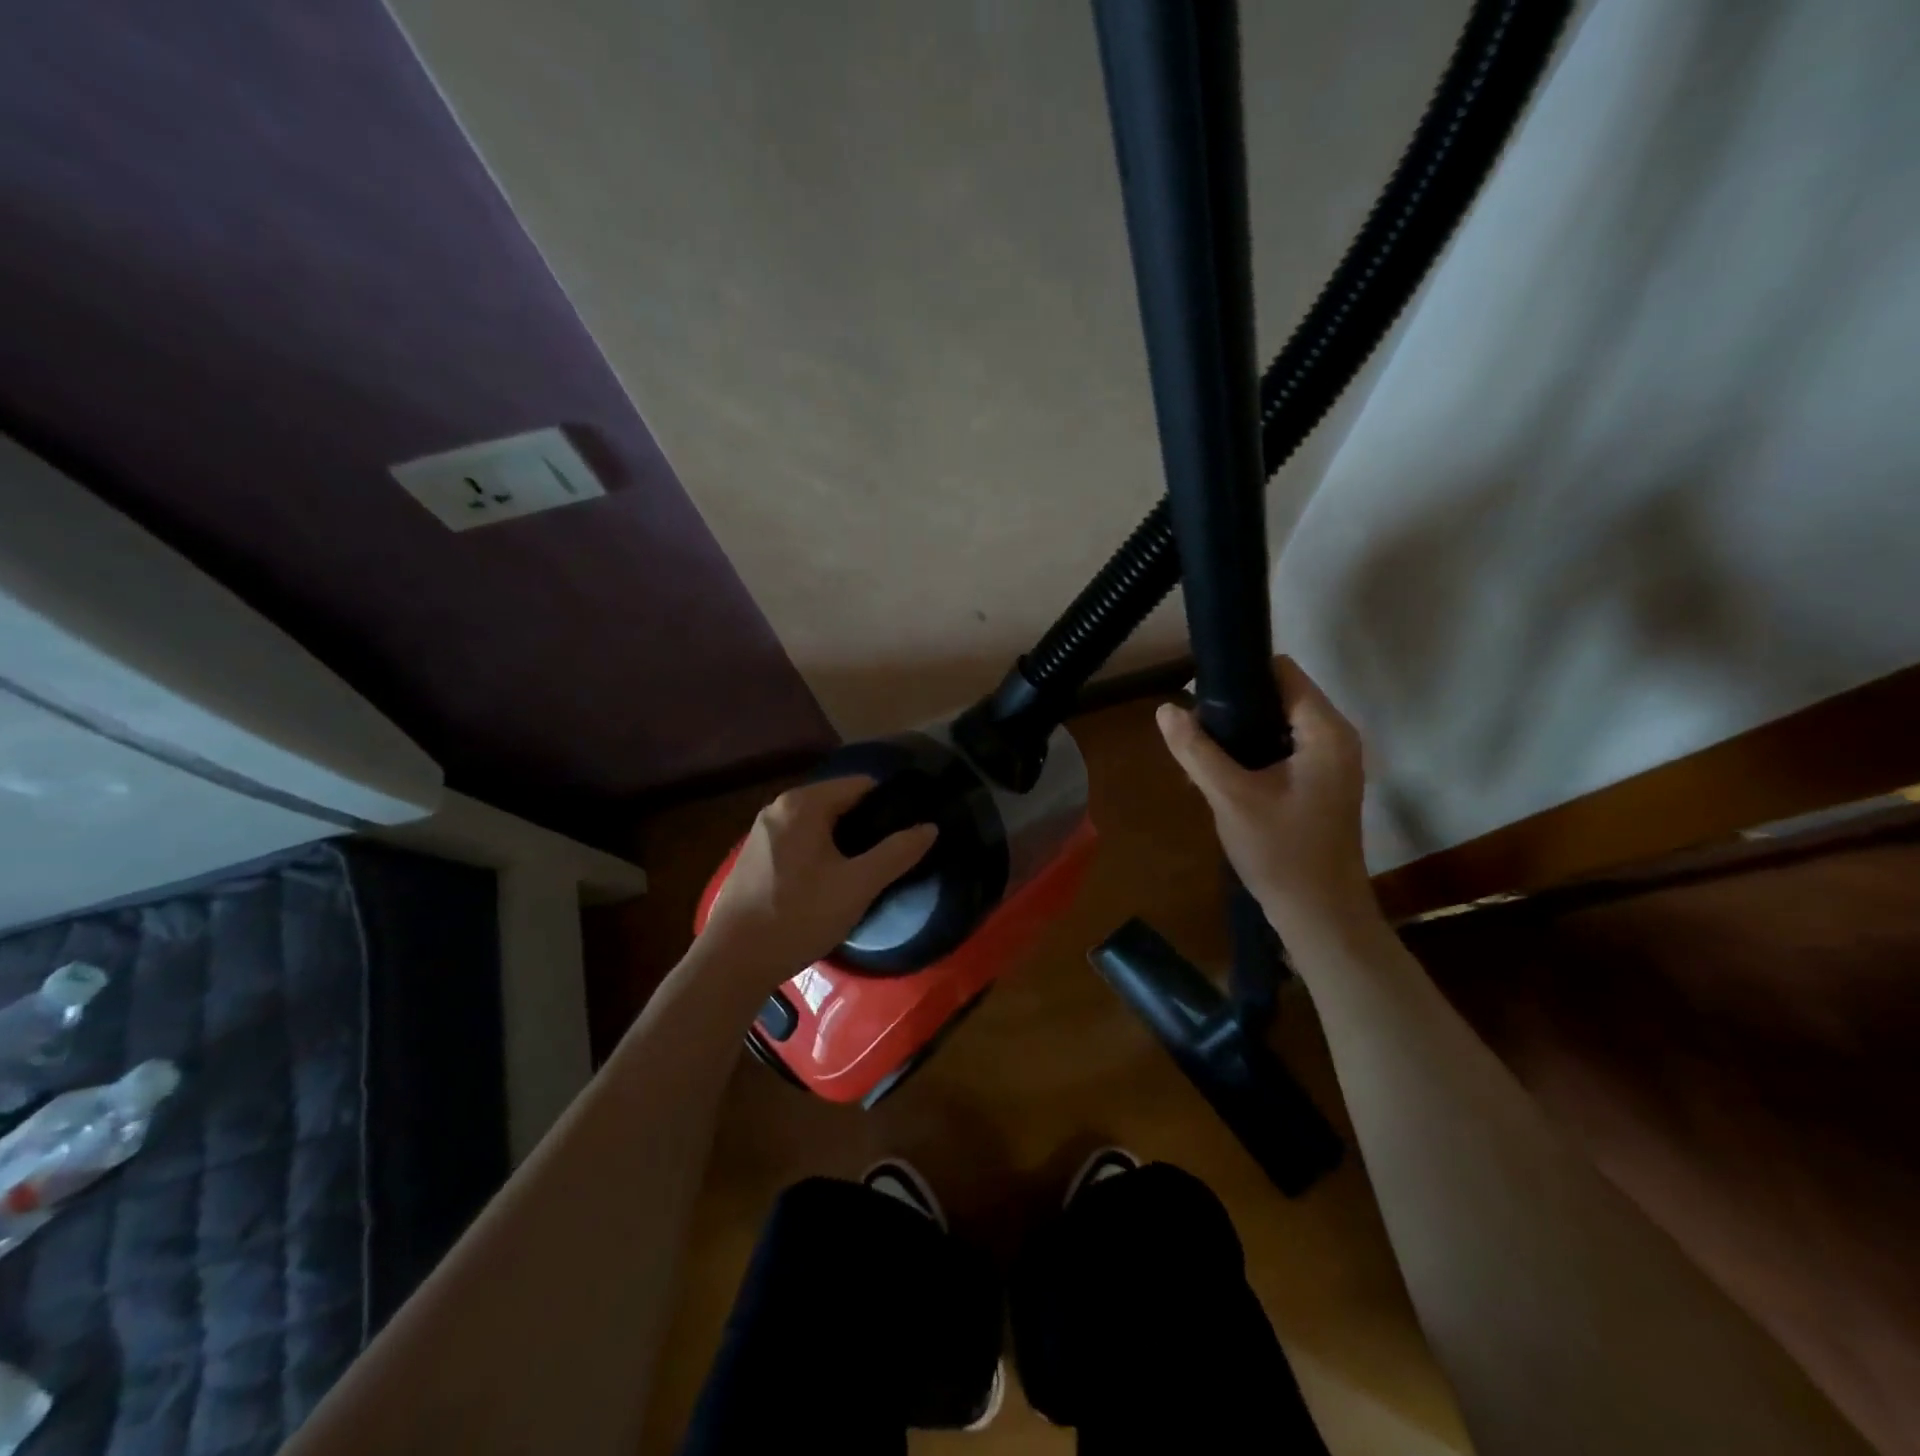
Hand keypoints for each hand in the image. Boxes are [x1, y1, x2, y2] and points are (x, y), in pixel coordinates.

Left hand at [701, 776, 939, 978]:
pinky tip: (829, 885)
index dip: (890, 806)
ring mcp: (762, 833)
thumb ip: (897, 852)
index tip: (909, 831)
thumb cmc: (799, 915)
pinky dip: (820, 854)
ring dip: (843, 843)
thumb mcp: (858, 885)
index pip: (861, 785)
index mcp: (803, 803)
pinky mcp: (754, 858)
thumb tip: (930, 827)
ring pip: (818, 825)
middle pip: (839, 803)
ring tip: (865, 873)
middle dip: (867, 826)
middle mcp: (778, 808)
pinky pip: (799, 842)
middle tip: (891, 858)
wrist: (733, 961)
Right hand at [1156, 656, 1374, 936]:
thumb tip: (1165, 709)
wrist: (1319, 916)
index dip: (1240, 674)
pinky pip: (1282, 750)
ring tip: (1200, 753)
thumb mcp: (1230, 797)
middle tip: (1193, 730)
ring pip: (1277, 724)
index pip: (1282, 671)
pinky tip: (1221, 776)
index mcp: (1325, 731)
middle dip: (1234, 708)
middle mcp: (1335, 738)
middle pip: (1279, 695)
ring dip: (1239, 733)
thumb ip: (1196, 750)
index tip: (1199, 693)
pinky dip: (1252, 754)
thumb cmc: (1281, 853)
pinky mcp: (1320, 784)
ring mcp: (1330, 763)